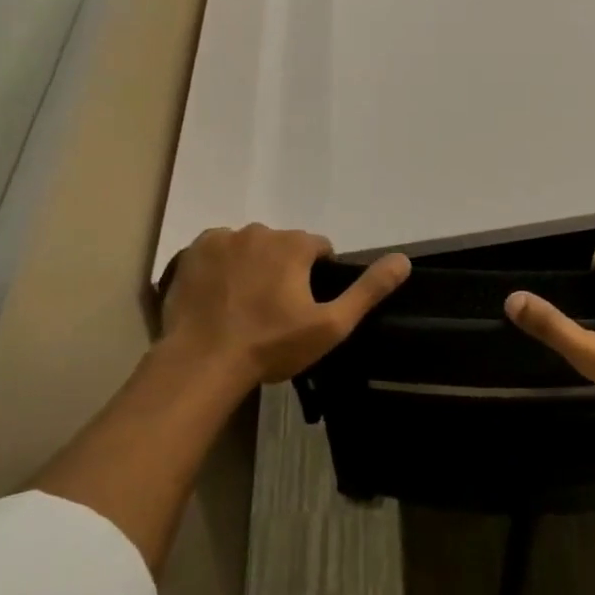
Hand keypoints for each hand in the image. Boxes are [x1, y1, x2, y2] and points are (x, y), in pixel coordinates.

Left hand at [161, 224, 410, 385]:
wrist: (202, 363)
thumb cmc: (271, 345)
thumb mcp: (331, 325)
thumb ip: (368, 290)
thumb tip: (403, 260)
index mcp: (294, 244)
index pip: (319, 248)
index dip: (317, 276)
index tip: (305, 306)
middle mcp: (259, 231)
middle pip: (283, 245)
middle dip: (284, 269)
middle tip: (274, 310)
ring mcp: (222, 240)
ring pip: (250, 247)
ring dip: (253, 266)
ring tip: (244, 306)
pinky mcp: (191, 253)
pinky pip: (217, 251)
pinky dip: (222, 266)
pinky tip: (219, 296)